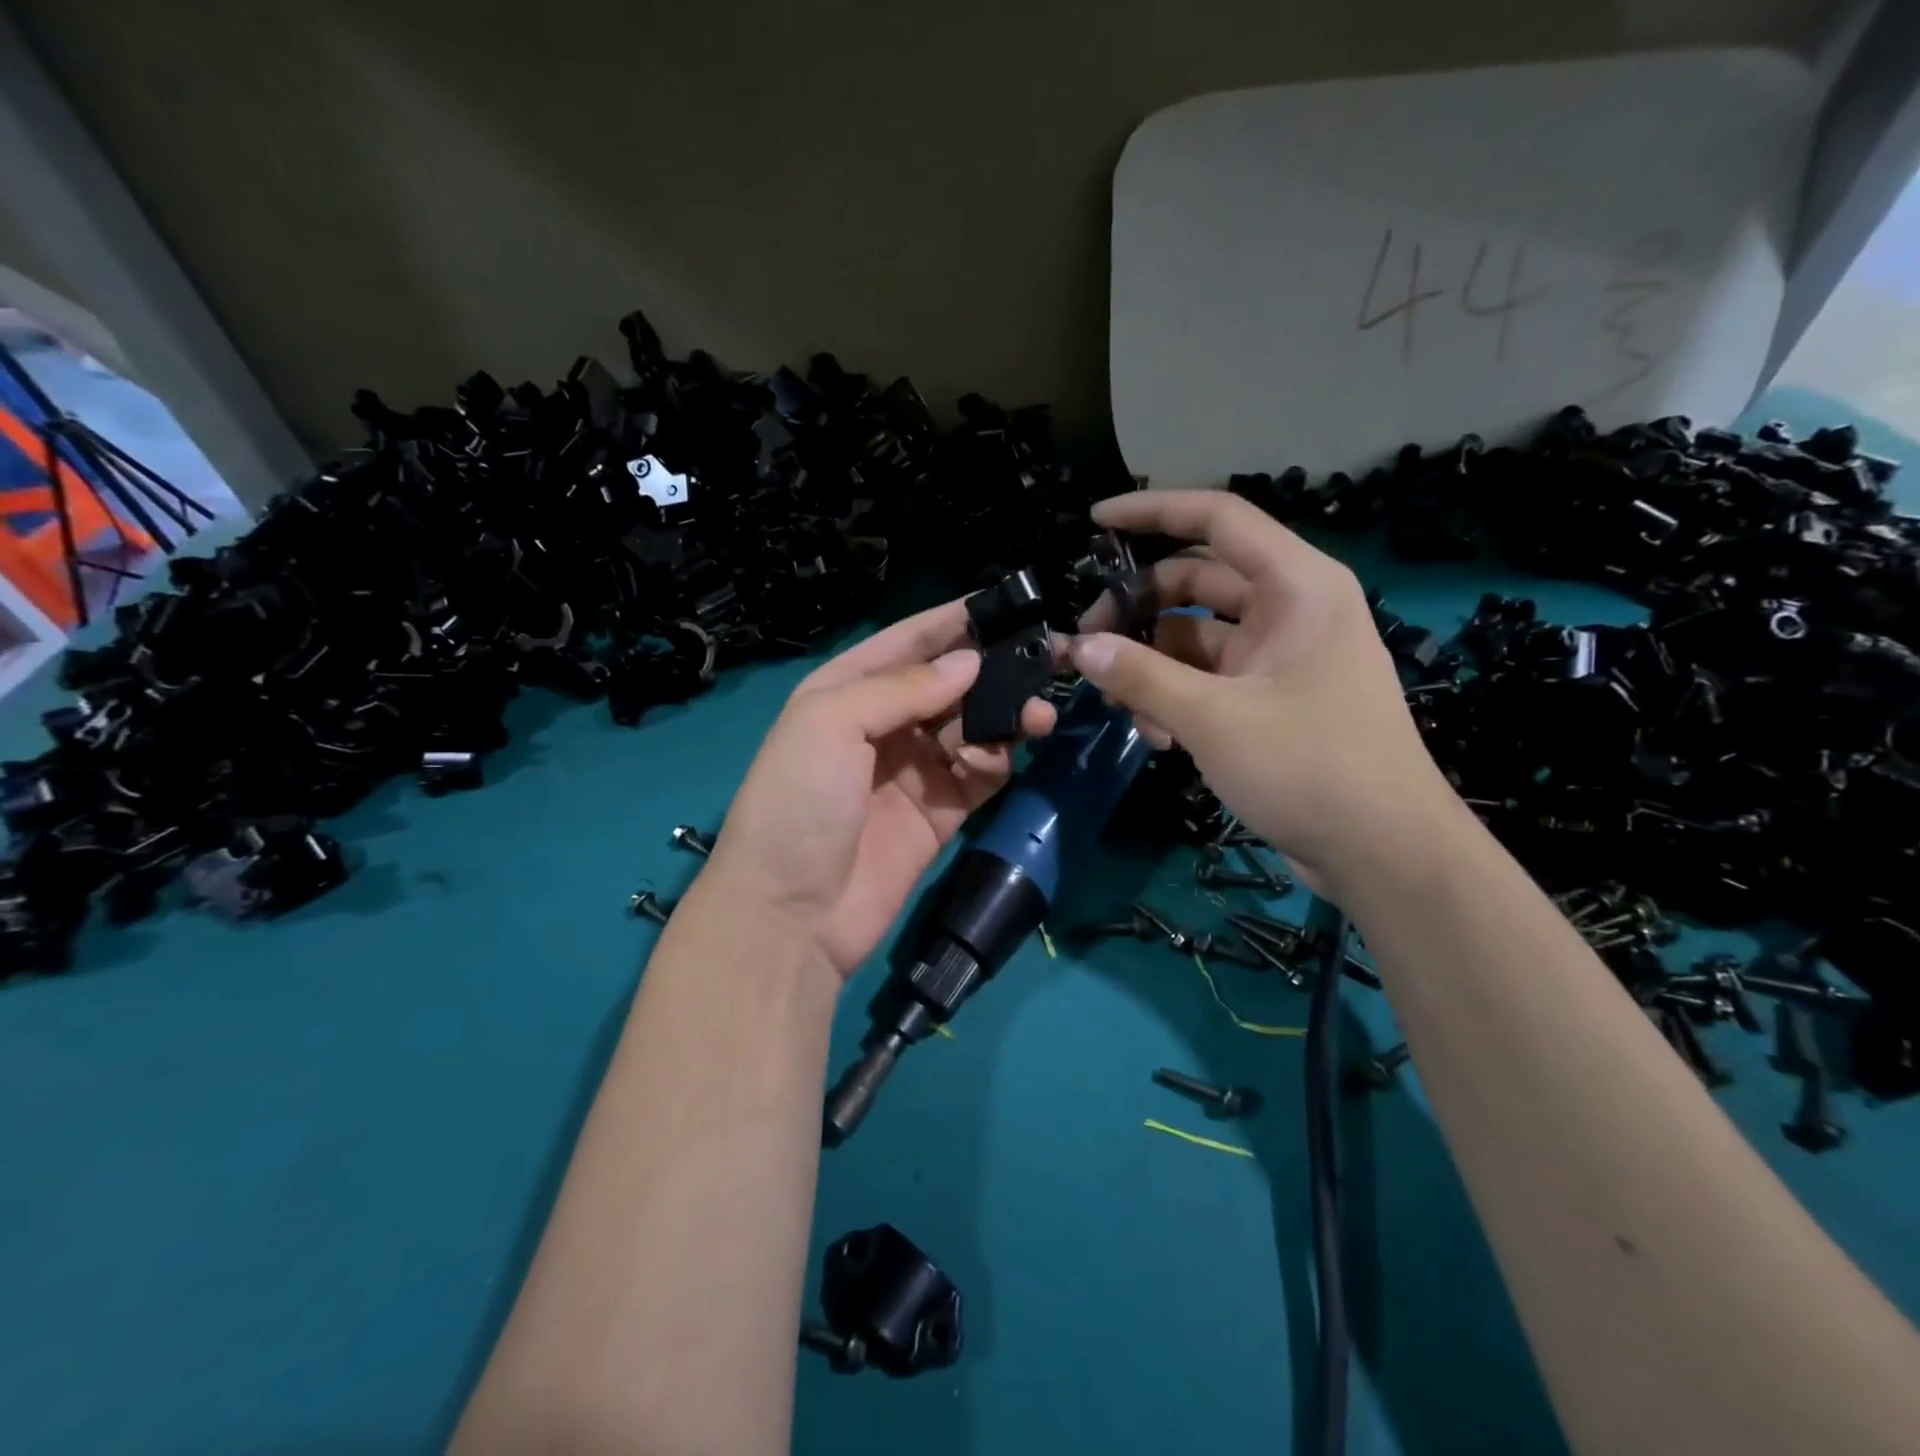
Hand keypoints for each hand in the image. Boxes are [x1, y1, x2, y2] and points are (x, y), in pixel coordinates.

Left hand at [703, 601, 1055, 977]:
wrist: (791, 916)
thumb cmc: (798, 803)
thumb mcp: (830, 724)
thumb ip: (902, 687)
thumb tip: (969, 662)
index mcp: (846, 691)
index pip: (907, 642)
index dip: (952, 621)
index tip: (1006, 603)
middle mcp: (882, 725)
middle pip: (948, 684)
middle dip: (991, 672)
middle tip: (1041, 665)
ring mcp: (913, 771)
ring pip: (972, 727)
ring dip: (1004, 717)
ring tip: (1035, 717)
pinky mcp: (940, 814)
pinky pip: (979, 774)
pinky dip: (993, 762)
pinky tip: (992, 761)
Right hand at [1073, 489, 1455, 896]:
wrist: (1383, 853)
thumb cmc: (1310, 768)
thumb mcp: (1214, 719)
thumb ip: (1141, 676)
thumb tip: (1078, 647)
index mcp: (1296, 587)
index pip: (1218, 521)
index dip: (1153, 512)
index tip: (1095, 522)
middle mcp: (1290, 610)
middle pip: (1197, 582)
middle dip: (1138, 609)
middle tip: (1087, 644)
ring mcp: (1280, 657)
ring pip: (1196, 637)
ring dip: (1152, 665)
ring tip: (1120, 706)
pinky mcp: (1271, 699)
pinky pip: (1209, 679)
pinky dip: (1176, 698)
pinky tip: (1157, 738)